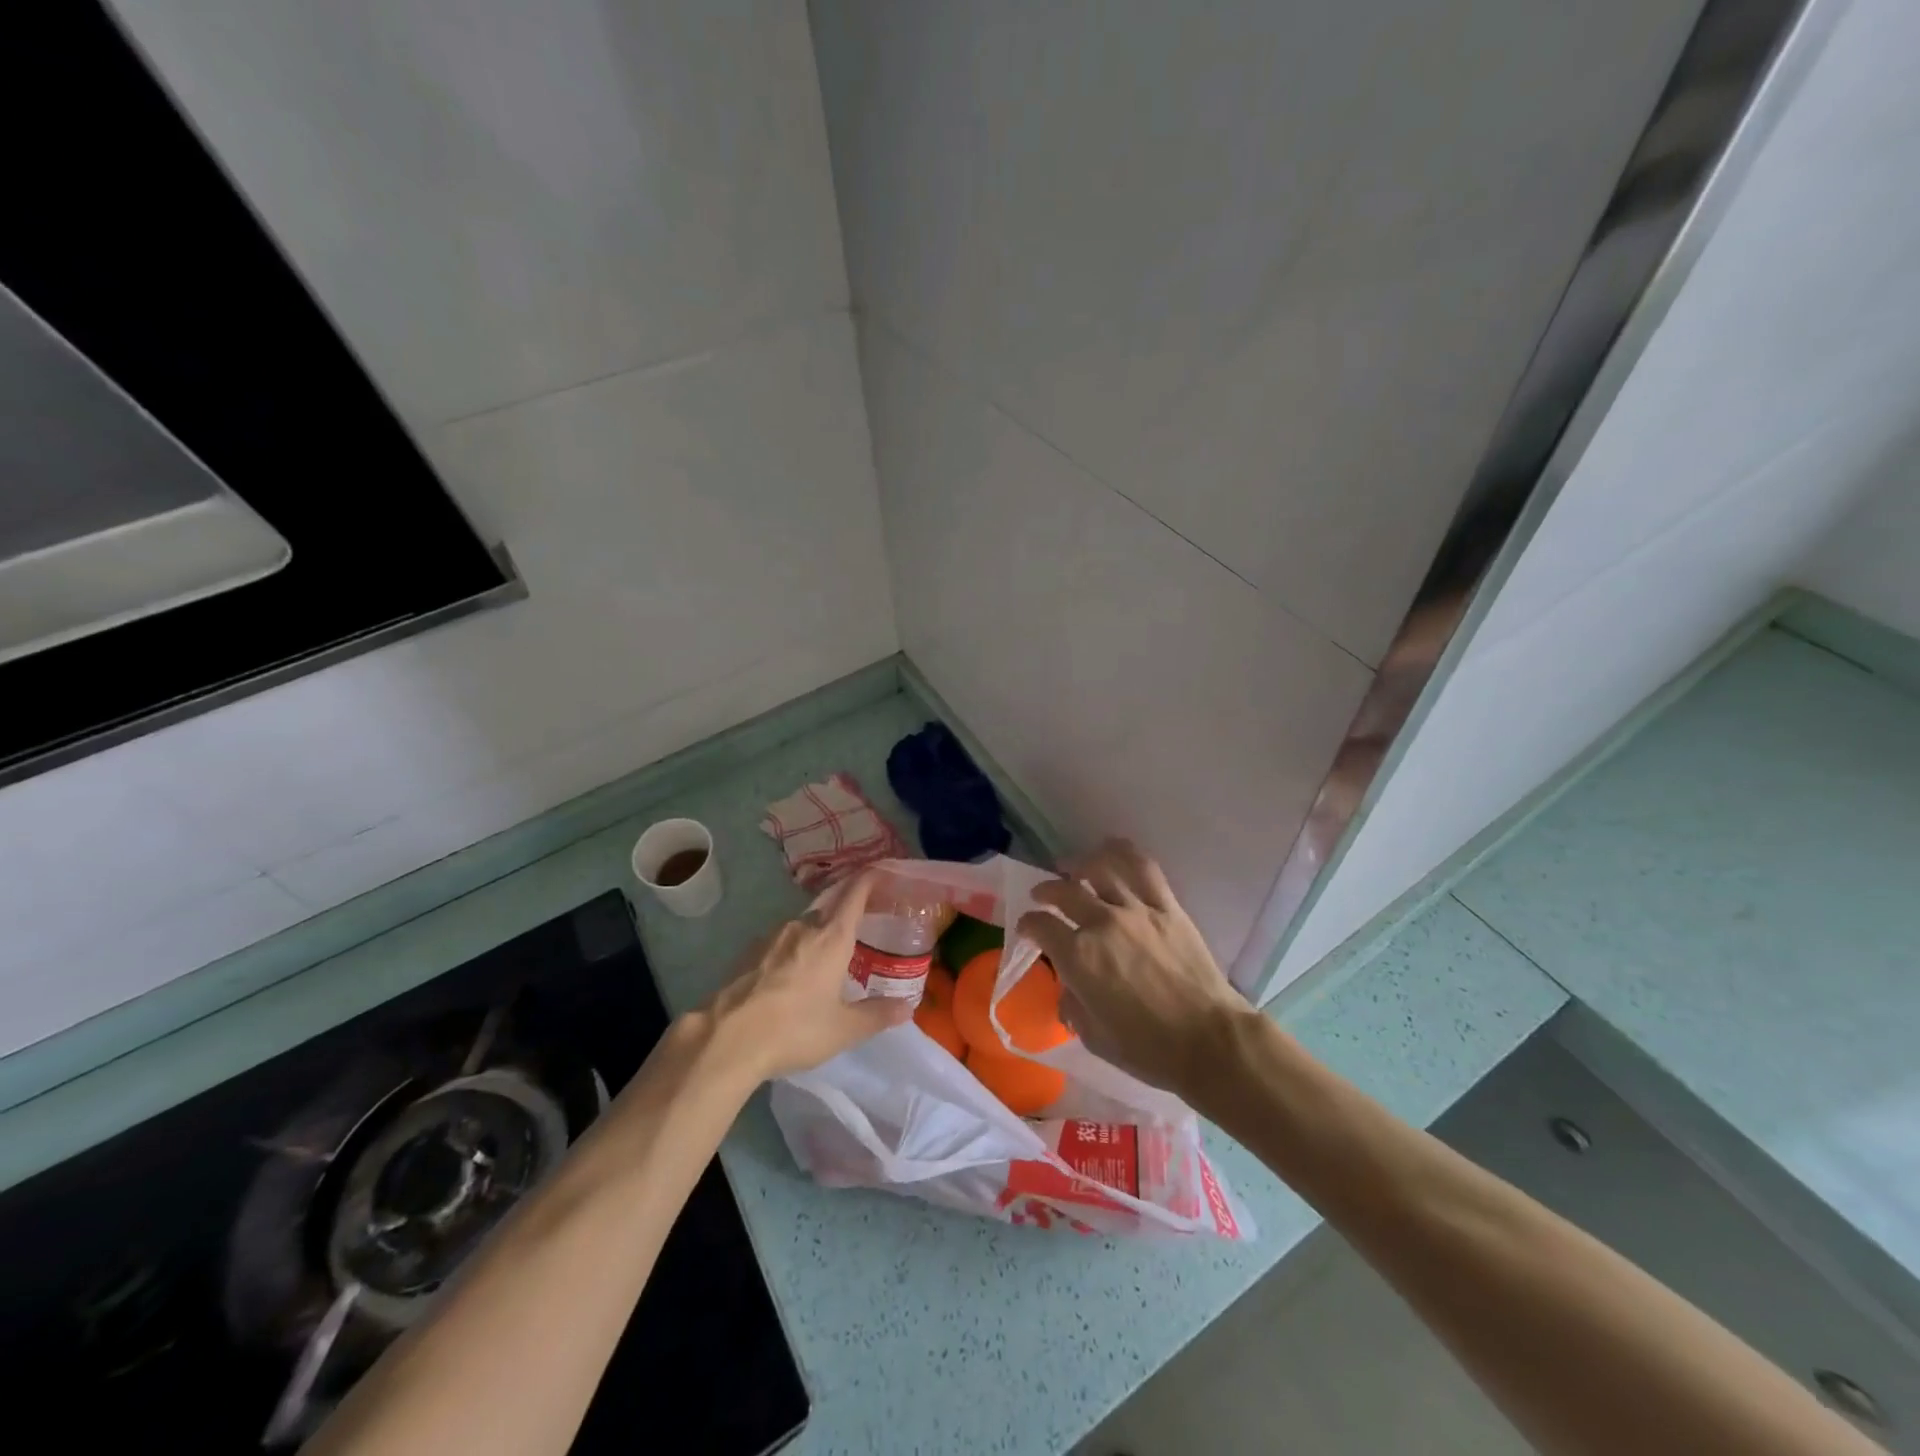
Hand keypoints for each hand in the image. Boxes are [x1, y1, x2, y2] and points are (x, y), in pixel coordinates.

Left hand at [706, 870, 910, 1081]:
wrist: (727, 1038)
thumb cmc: (795, 1028)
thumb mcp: (844, 1029)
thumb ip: (877, 1015)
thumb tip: (907, 1007)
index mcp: (832, 937)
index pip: (855, 893)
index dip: (870, 879)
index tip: (882, 874)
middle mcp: (803, 926)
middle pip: (830, 912)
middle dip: (844, 921)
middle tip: (858, 940)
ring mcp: (771, 937)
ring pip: (802, 929)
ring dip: (815, 941)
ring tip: (823, 967)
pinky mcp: (748, 952)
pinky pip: (779, 944)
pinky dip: (791, 954)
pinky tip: (789, 981)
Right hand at [1016, 839, 1250, 1099]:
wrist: (1208, 1040)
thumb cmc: (1147, 1048)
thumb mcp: (1094, 1036)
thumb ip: (1073, 1005)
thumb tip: (1069, 990)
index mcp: (1077, 957)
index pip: (1039, 926)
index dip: (1027, 925)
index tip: (1027, 929)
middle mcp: (1100, 923)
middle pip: (1063, 891)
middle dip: (1046, 891)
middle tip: (1042, 894)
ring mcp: (1135, 910)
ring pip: (1100, 870)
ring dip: (1079, 866)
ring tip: (1073, 868)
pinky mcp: (1167, 907)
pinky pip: (1143, 868)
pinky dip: (1123, 852)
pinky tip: (1112, 848)